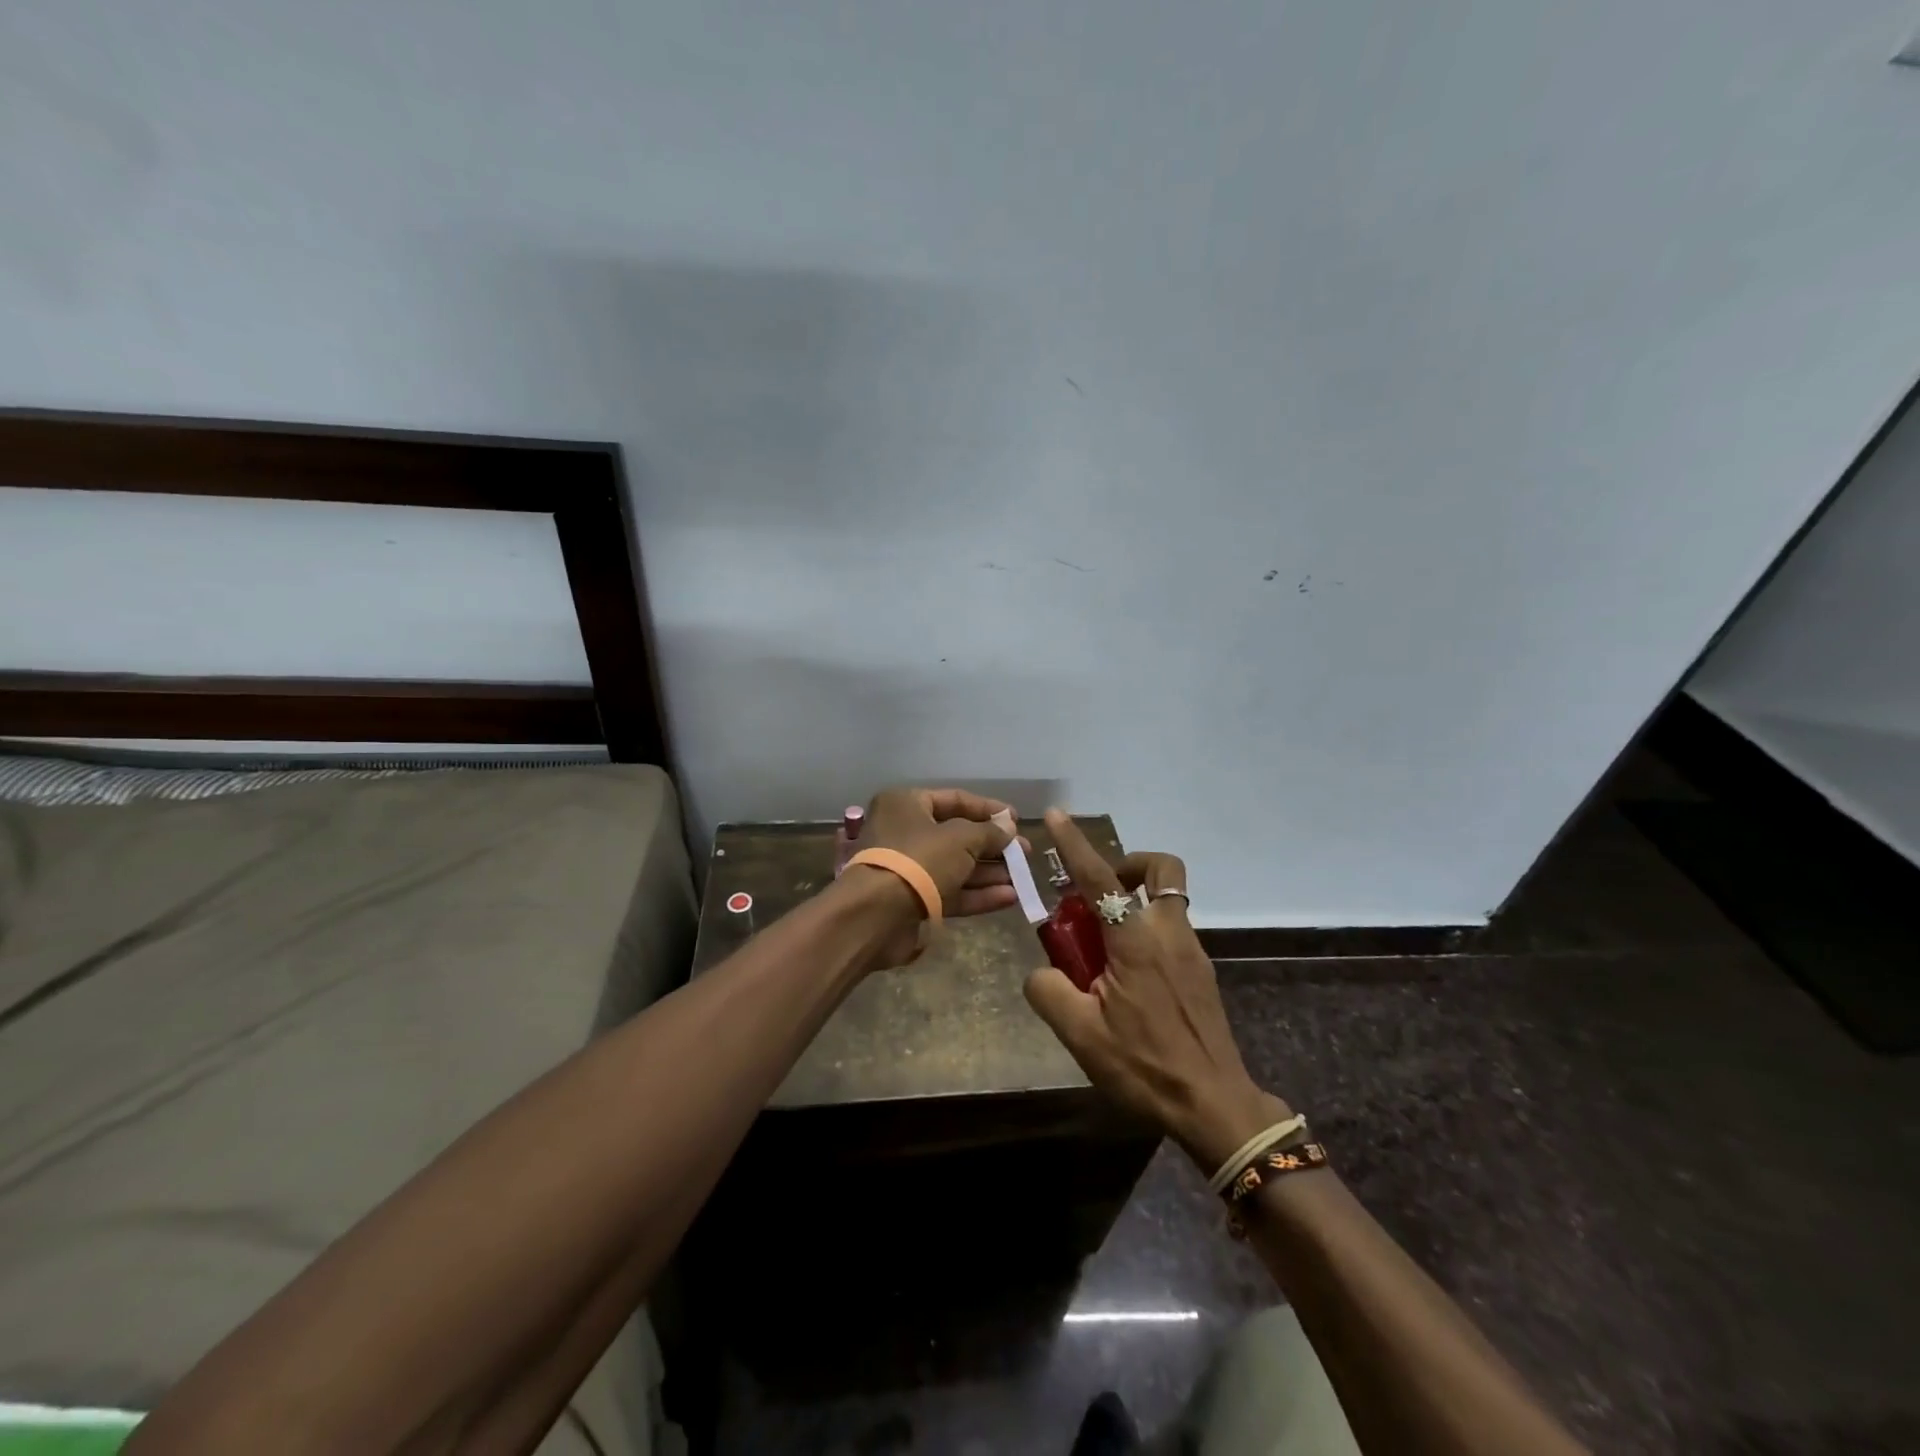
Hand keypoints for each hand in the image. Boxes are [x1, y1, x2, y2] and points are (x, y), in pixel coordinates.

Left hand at [841, 787, 1017, 967]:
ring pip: (956, 866)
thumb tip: (1009, 828)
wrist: (877, 915)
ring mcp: (908, 869)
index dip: (988, 809)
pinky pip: (951, 892)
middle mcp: (905, 832)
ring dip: (989, 873)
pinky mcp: (914, 901)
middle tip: (1023, 853)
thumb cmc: (919, 860)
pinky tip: (1010, 898)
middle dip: (993, 845)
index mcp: (907, 804)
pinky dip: (978, 894)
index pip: (955, 799)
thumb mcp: (961, 838)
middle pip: (957, 835)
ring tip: (1023, 878)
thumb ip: (989, 832)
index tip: (1017, 820)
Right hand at [1023, 810, 1287, 1169]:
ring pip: (1166, 900)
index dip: (1074, 844)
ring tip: (1101, 948)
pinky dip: (1144, 932)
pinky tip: (1126, 978)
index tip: (1057, 816)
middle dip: (1127, 866)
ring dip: (1133, 903)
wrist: (1215, 1106)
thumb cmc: (1145, 1065)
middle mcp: (1169, 932)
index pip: (1099, 877)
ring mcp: (1192, 951)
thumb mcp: (1081, 1035)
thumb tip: (1040, 972)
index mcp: (1137, 940)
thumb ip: (1049, 991)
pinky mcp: (1201, 972)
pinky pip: (1170, 931)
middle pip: (1160, 871)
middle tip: (1095, 896)